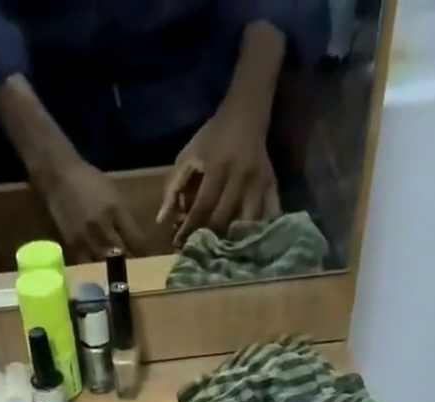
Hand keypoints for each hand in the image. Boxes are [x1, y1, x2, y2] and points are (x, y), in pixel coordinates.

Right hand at [41, 157, 141, 260]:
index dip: (144, 251)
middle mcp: (101, 226)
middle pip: (121, 255)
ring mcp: (86, 238)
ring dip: (112, 267)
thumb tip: (138, 241)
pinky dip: (95, 266)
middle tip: (134, 266)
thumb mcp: (113, 192)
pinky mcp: (72, 246)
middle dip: (129, 261)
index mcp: (115, 210)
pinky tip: (97, 264)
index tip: (147, 256)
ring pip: (105, 263)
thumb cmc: (88, 181)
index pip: (136, 240)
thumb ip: (125, 217)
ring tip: (116, 268)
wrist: (58, 175)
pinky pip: (88, 263)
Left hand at [160, 106, 279, 247]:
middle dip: (209, 239)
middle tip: (198, 253)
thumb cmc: (214, 136)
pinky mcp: (272, 188)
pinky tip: (249, 246)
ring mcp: (259, 185)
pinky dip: (259, 233)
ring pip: (247, 224)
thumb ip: (173, 186)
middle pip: (224, 220)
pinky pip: (269, 217)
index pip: (202, 207)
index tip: (179, 245)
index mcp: (218, 168)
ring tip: (222, 255)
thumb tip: (162, 219)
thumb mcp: (189, 154)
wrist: (247, 113)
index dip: (190, 229)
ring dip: (234, 242)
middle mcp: (240, 178)